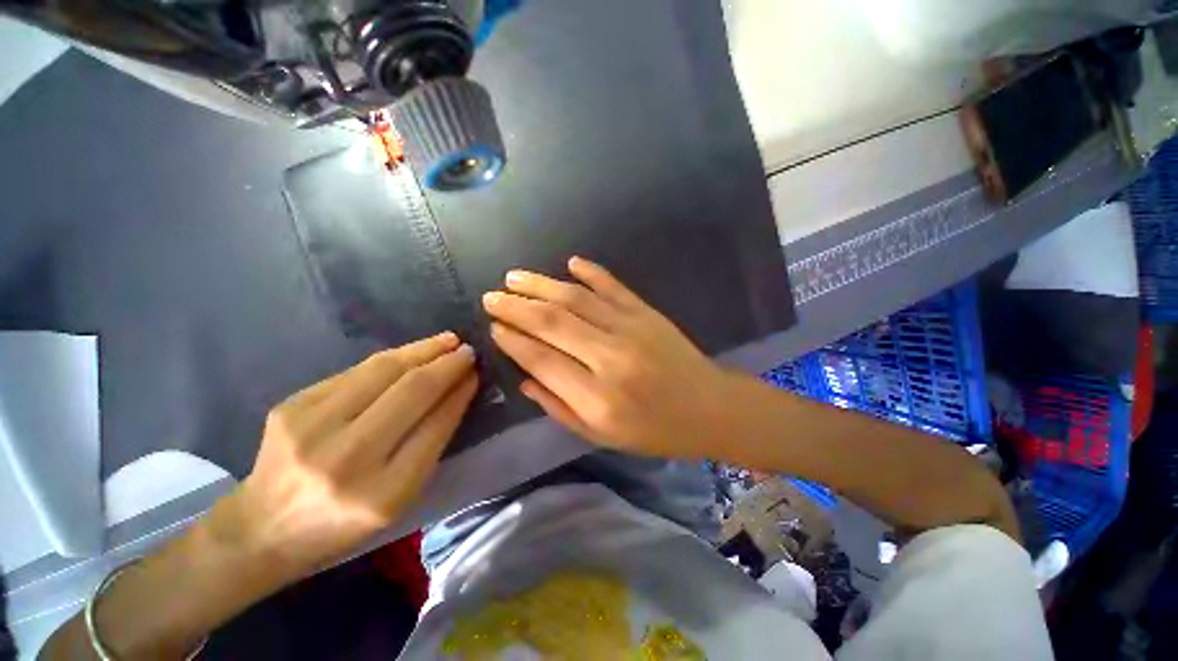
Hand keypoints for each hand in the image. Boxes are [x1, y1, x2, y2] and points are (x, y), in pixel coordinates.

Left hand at [230, 333, 477, 577]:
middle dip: (447, 365)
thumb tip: (458, 389)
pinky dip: (391, 358)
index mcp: (382, 495)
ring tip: (447, 340)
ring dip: (423, 350)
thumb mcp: (400, 497)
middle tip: (468, 350)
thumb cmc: (344, 522)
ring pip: (382, 371)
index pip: (434, 426)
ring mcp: (311, 428)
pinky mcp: (290, 406)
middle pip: (411, 392)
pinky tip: (411, 352)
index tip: (475, 374)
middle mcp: (345, 459)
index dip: (459, 394)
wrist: (262, 529)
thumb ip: (431, 441)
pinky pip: (355, 372)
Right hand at [482, 257, 733, 457]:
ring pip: (576, 299)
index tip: (493, 327)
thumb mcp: (601, 435)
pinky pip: (612, 286)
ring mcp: (631, 328)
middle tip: (492, 296)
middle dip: (517, 306)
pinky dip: (590, 272)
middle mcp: (610, 357)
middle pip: (553, 322)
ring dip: (542, 284)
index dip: (513, 341)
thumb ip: (558, 407)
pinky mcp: (647, 312)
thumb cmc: (654, 430)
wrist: (709, 408)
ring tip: (514, 277)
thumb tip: (524, 377)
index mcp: (597, 397)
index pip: (542, 359)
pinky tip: (570, 263)